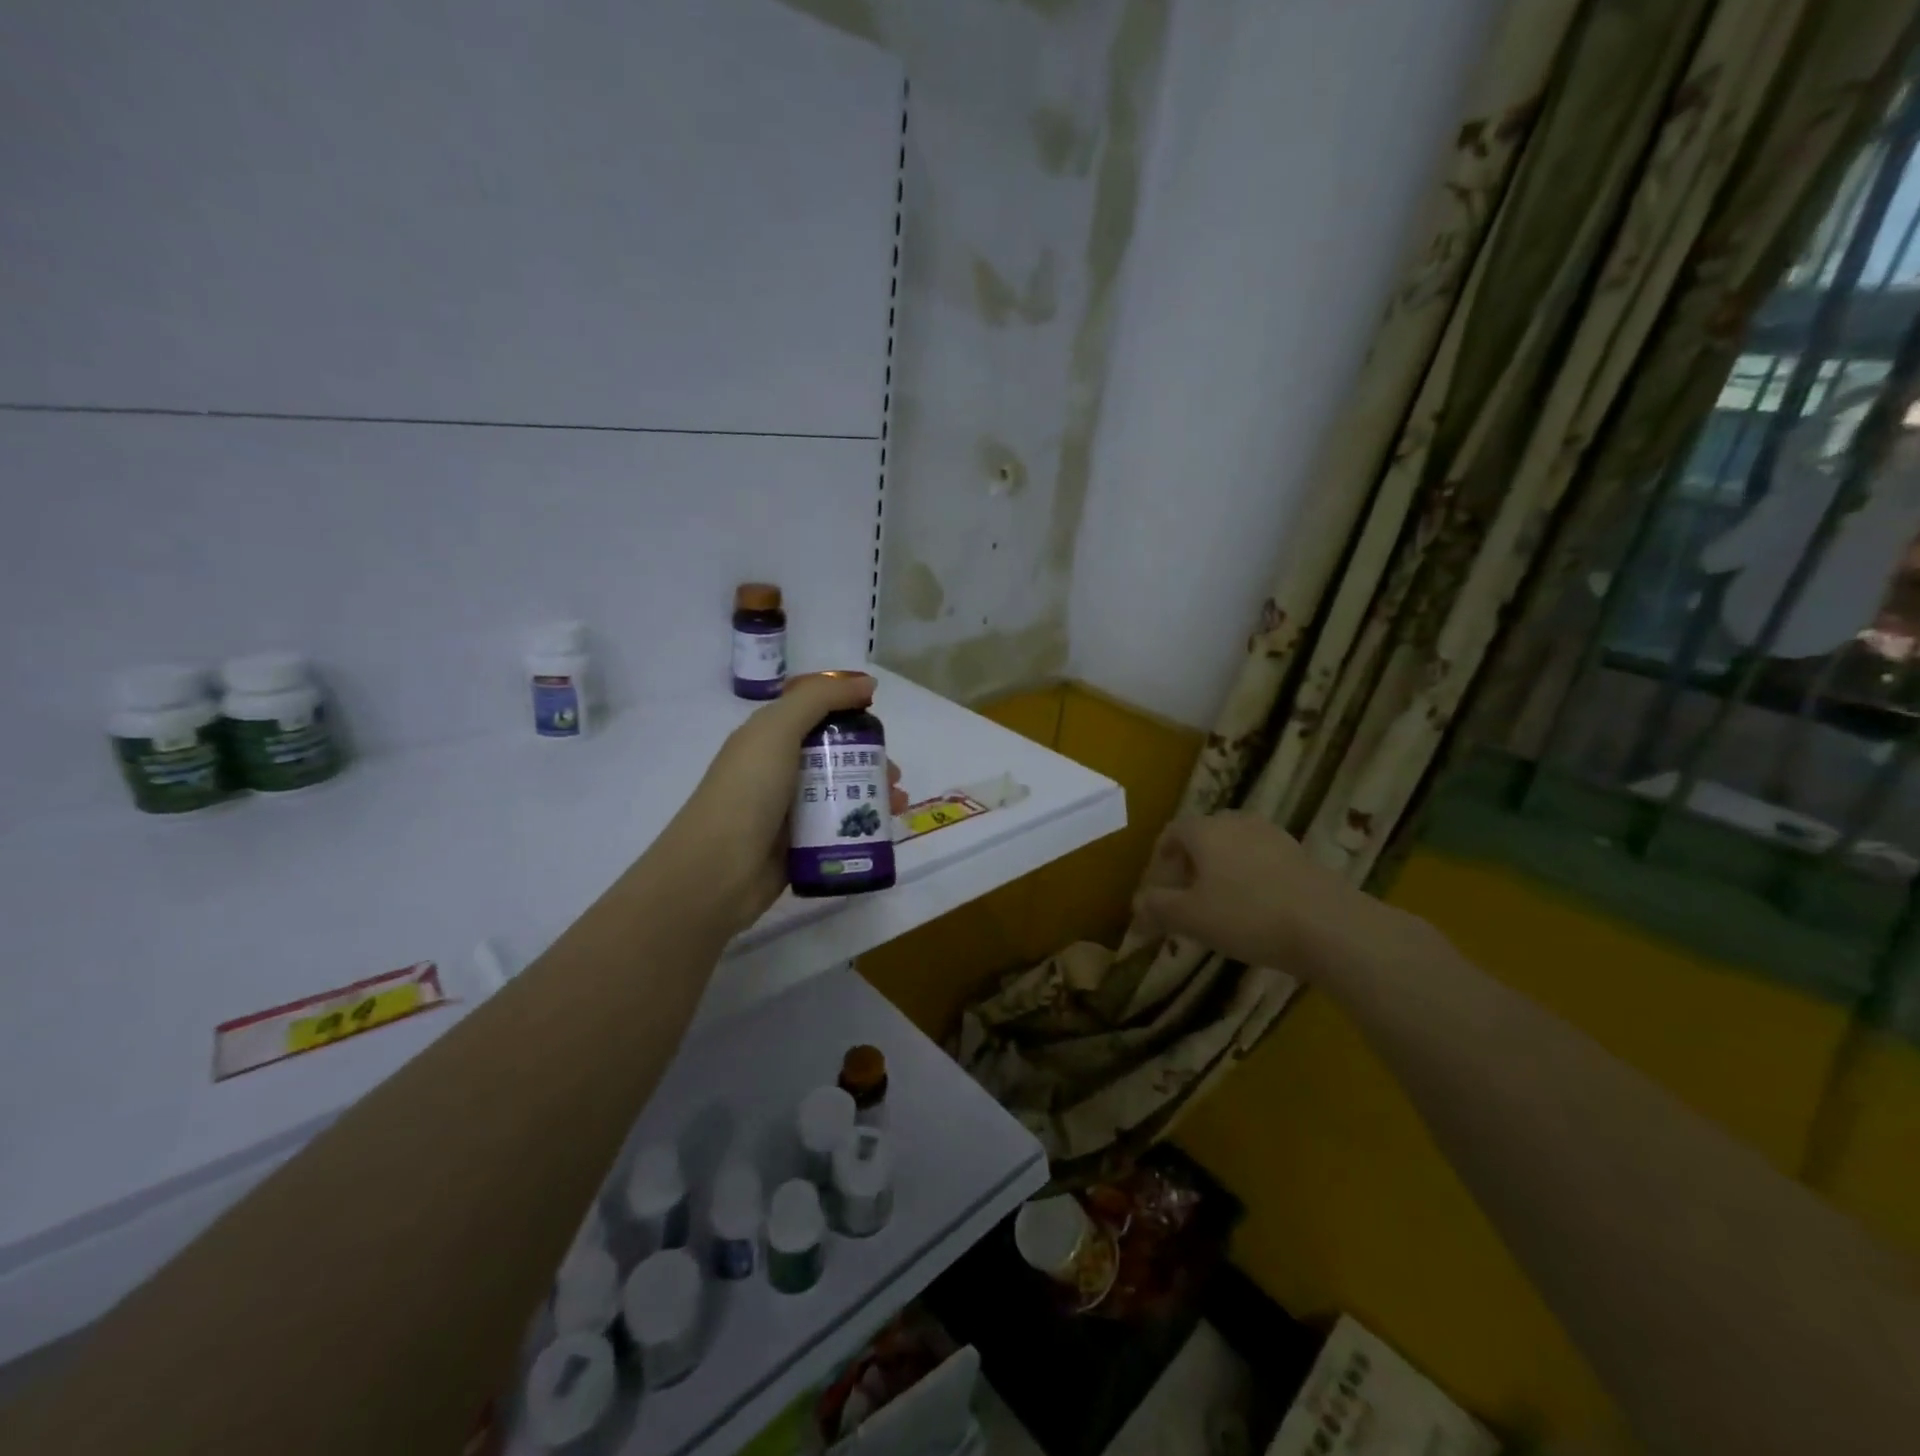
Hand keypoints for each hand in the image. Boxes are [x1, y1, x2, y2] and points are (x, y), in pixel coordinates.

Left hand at [659, 673, 907, 933]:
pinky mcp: (800, 845)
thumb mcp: (778, 730)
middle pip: (833, 755)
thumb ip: (820, 699)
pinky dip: (863, 825)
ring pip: (840, 792)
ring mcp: (789, 810)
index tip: (879, 724)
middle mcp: (778, 770)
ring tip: (897, 803)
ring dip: (873, 793)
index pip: (815, 715)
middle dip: (869, 759)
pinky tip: (886, 830)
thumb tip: (867, 682)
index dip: (848, 714)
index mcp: (768, 737)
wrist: (718, 869)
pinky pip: (838, 828)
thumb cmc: (748, 790)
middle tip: (894, 773)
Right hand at [1132, 812, 1404, 978]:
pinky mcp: (1301, 855)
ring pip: (1233, 849)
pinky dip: (1249, 880)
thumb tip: (1137, 904)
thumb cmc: (1247, 916)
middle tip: (1186, 900)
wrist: (1330, 926)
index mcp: (1206, 829)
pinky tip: (1255, 911)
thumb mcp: (1191, 918)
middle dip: (1189, 867)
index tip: (1158, 891)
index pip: (1171, 833)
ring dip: (1220, 873)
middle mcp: (1238, 822)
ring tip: (1220, 909)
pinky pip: (1261, 861)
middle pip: (1203, 838)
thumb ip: (1158, 907)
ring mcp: (1273, 836)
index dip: (1159, 861)